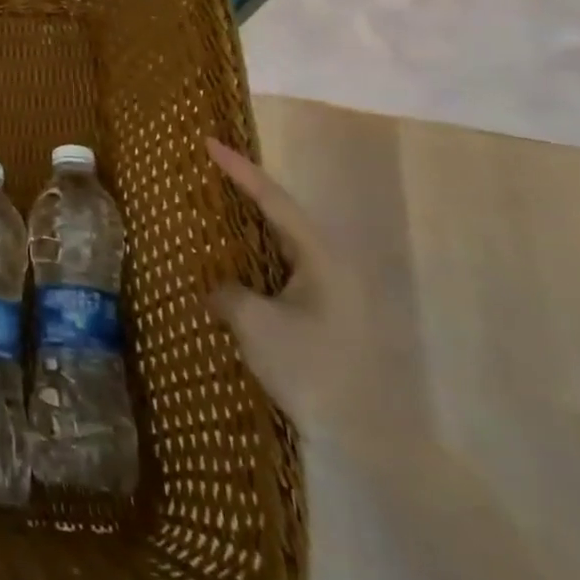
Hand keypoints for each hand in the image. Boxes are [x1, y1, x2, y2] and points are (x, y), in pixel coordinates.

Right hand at [205, 138, 405, 444]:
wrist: (371, 437)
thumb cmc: (313, 370)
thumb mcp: (256, 325)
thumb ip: (228, 293)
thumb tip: (218, 288)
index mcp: (321, 256)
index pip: (273, 199)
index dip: (239, 169)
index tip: (208, 142)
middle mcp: (333, 264)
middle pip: (282, 214)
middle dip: (245, 190)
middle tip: (209, 171)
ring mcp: (335, 290)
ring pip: (284, 243)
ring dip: (251, 225)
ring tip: (216, 211)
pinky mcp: (330, 313)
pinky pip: (286, 268)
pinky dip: (258, 256)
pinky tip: (237, 265)